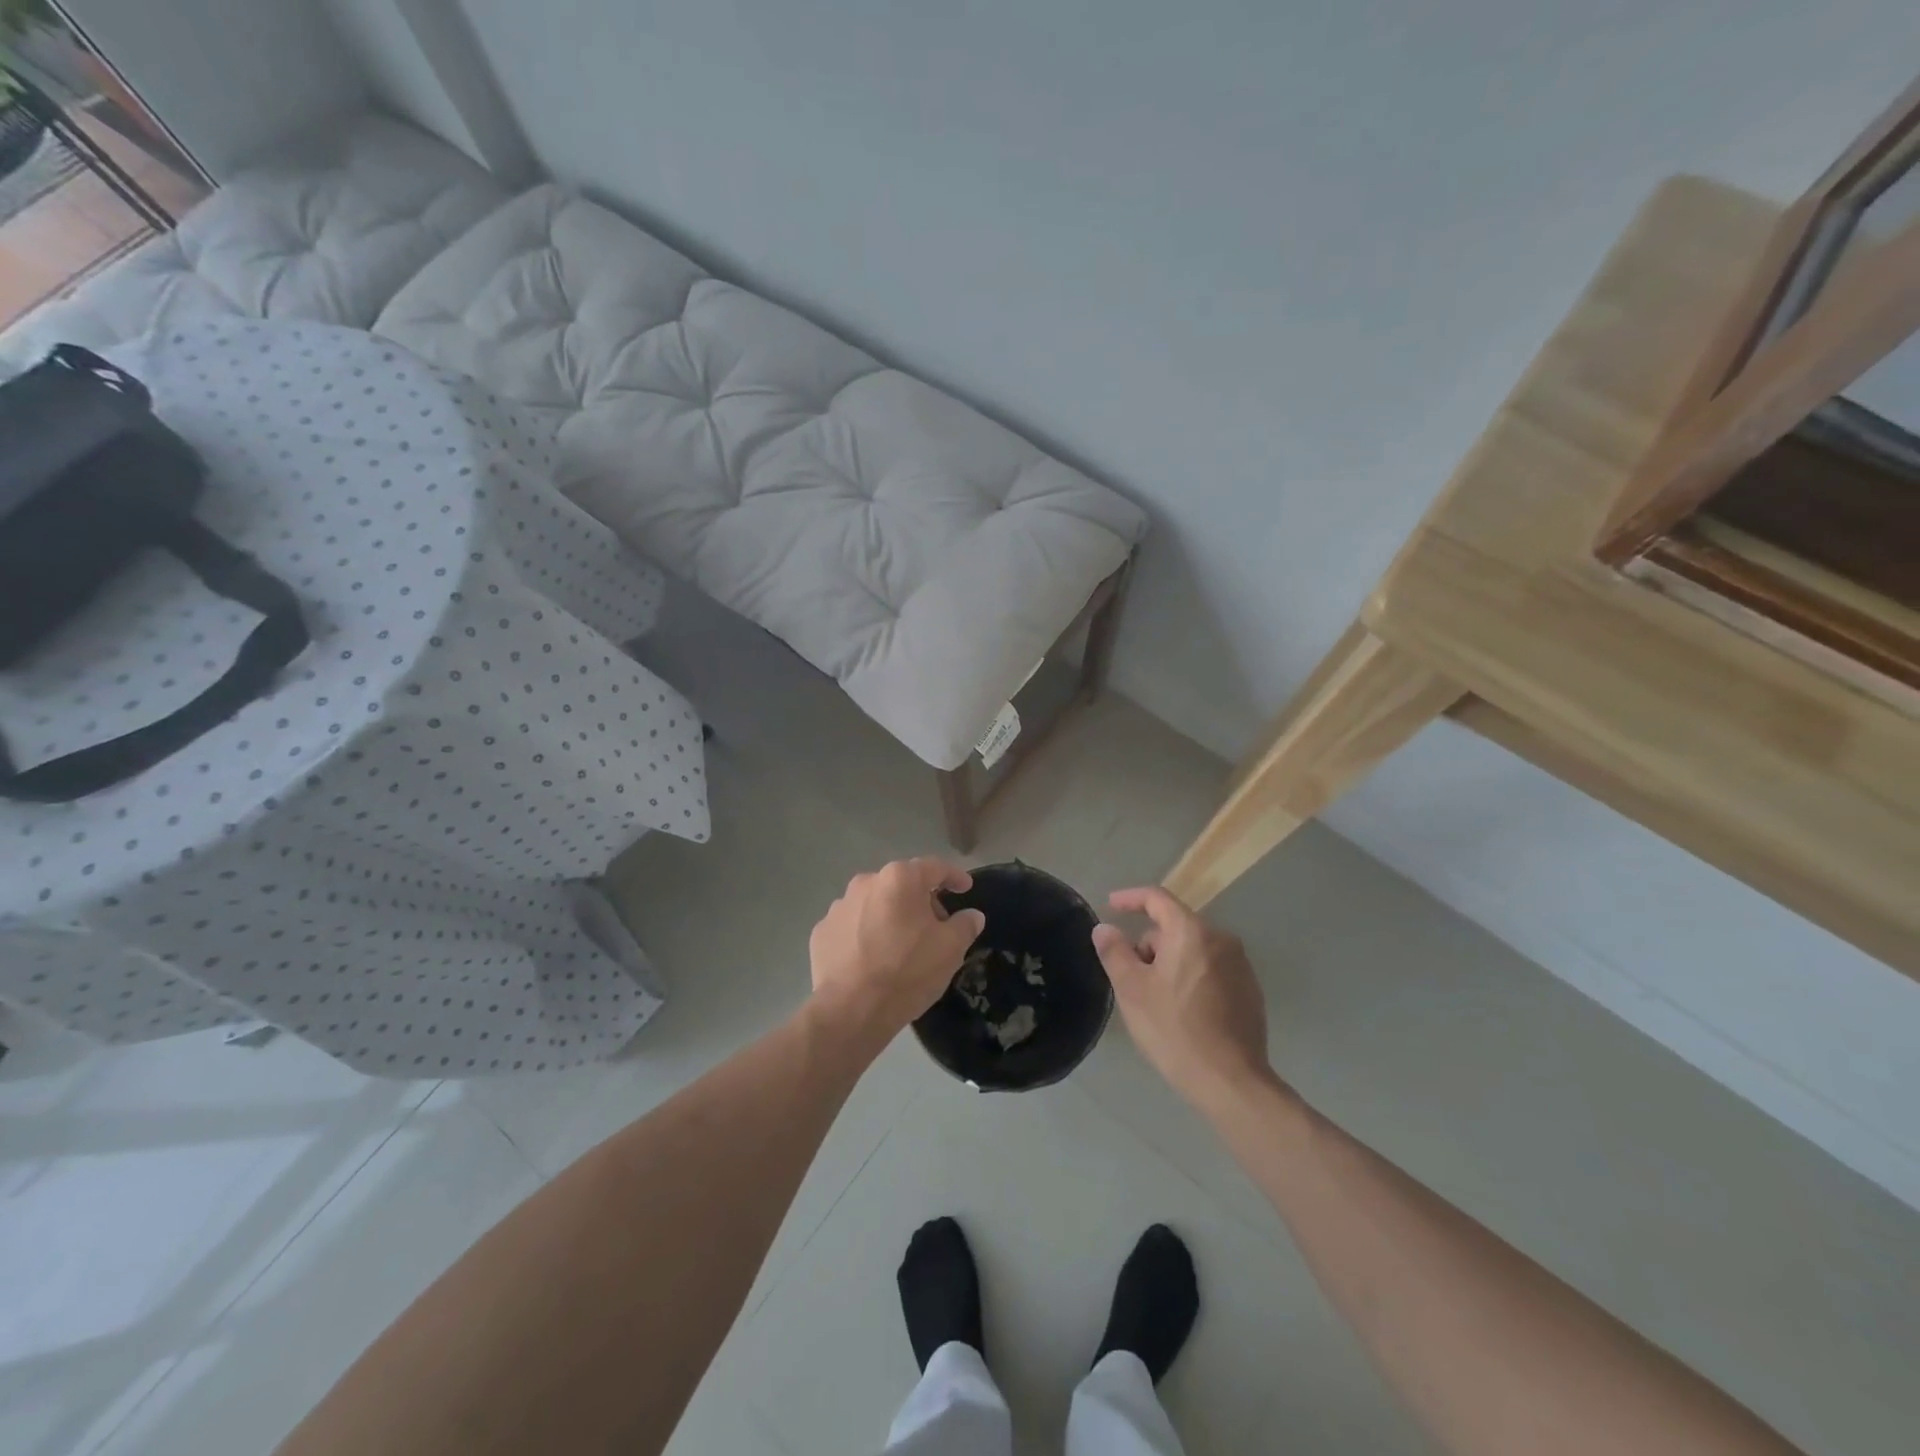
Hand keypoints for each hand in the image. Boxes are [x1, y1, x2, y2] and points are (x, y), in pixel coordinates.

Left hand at [809, 858, 986, 1043]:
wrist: (851, 1010)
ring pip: (874, 904)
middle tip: (936, 926)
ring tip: (901, 946)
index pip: (934, 867)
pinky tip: (872, 959)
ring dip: (890, 917)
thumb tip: (972, 915)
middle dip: (921, 901)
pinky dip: (865, 935)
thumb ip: (965, 925)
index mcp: (900, 879)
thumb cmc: (908, 971)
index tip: (965, 888)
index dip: (954, 877)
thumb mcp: (950, 949)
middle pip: (902, 885)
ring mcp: (839, 906)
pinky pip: (852, 926)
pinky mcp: (821, 932)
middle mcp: (866, 882)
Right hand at [1092, 886, 1272, 1112]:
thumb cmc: (1174, 1030)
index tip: (1110, 906)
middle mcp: (1221, 939)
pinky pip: (1211, 969)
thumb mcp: (1132, 990)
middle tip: (1131, 978)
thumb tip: (1105, 928)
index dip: (1130, 898)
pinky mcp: (1250, 990)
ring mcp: (1240, 965)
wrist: (1231, 1081)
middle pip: (1175, 927)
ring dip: (1170, 963)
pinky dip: (1192, 978)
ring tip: (1156, 1000)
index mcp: (1191, 932)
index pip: (1157, 898)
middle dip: (1149, 945)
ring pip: (1193, 949)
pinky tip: (1183, 1012)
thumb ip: (1115, 951)